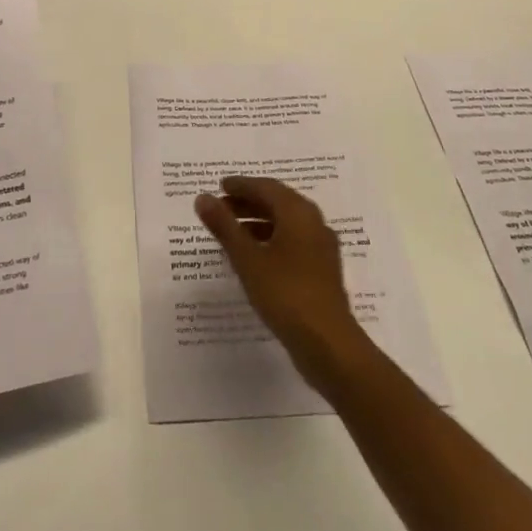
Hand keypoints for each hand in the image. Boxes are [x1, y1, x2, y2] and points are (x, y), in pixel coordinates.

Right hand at [195, 176, 370, 391]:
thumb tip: (202, 197)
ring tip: (231, 232)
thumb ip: (224, 226)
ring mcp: (321, 247)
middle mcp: (313, 222)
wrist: (328, 344)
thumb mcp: (248, 259)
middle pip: (277, 202)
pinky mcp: (322, 269)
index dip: (240, 185)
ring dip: (258, 222)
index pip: (265, 187)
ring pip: (286, 223)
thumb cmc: (286, 294)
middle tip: (220, 207)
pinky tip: (254, 257)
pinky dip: (271, 240)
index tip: (218, 186)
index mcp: (298, 212)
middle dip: (248, 202)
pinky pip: (293, 242)